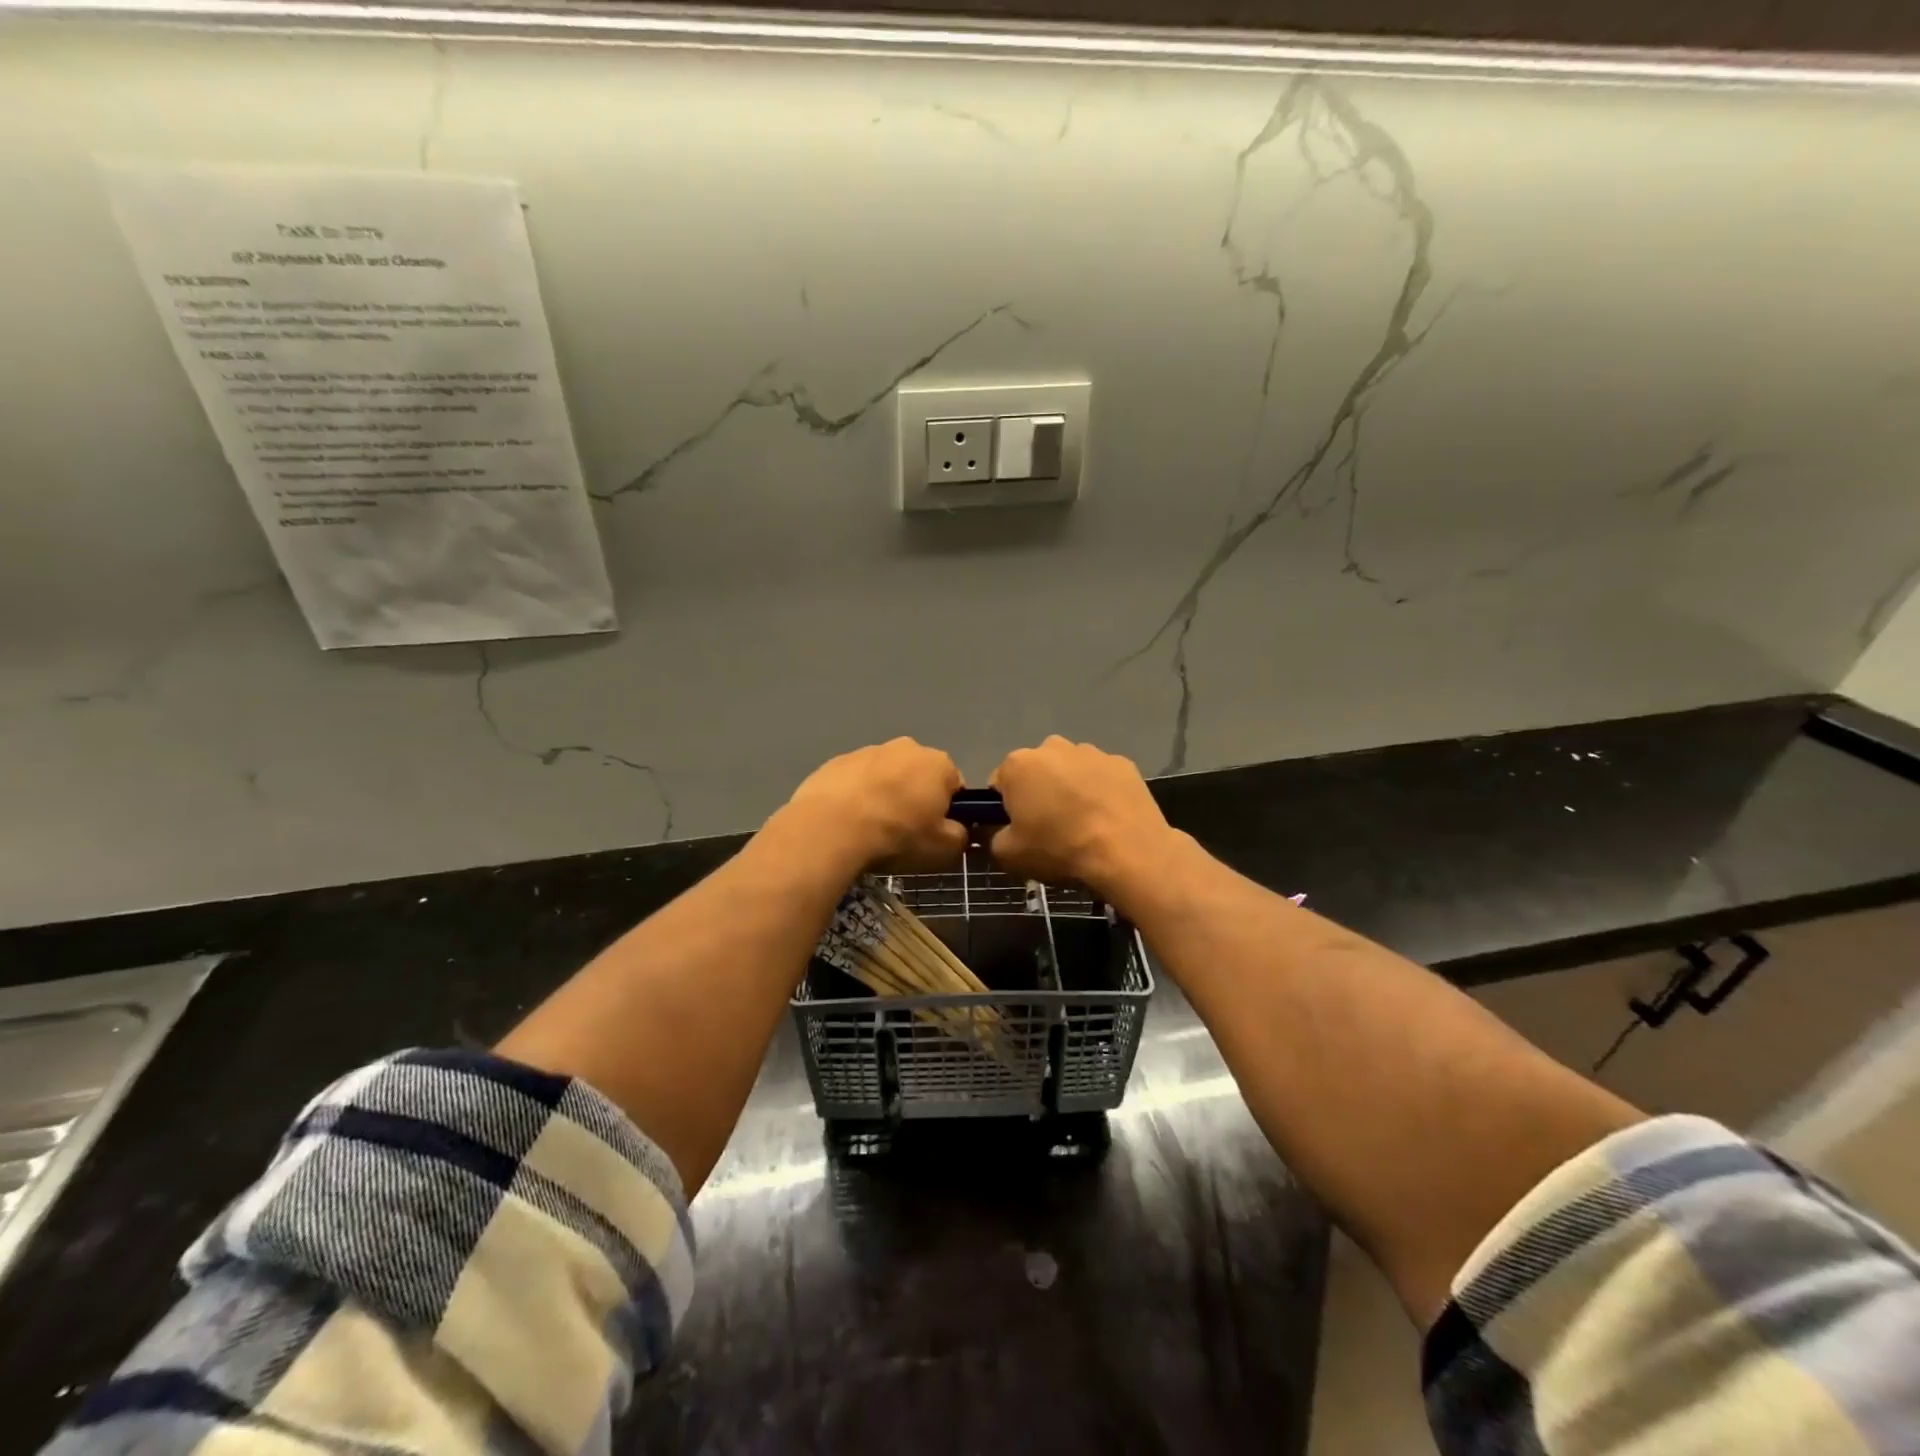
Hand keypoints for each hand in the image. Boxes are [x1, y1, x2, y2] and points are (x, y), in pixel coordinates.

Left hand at [782, 738, 967, 873]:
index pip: (954, 785)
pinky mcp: (836, 761)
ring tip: (870, 828)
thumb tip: (956, 830)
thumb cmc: (897, 835)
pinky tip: (847, 821)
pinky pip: (855, 781)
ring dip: (883, 795)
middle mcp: (907, 747)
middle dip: (914, 797)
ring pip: (885, 775)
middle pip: (919, 775)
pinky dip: (855, 796)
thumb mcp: (943, 848)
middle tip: (903, 831)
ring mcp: (868, 750)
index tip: (934, 832)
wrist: (831, 827)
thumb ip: (960, 836)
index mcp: (939, 763)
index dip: (948, 810)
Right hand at [989, 736, 1178, 904]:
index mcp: (1018, 764)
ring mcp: (1091, 752)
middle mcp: (1052, 747)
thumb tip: (996, 829)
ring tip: (1084, 824)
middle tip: (1052, 828)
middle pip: (1036, 771)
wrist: (1128, 852)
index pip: (1000, 783)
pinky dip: (1101, 792)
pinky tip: (1108, 818)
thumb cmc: (1060, 849)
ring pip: (1070, 771)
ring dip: (1070, 789)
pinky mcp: (1122, 763)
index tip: (1020, 829)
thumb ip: (992, 837)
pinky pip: (1101, 777)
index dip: (1006, 808)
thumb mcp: (1008, 855)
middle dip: (1039, 793)